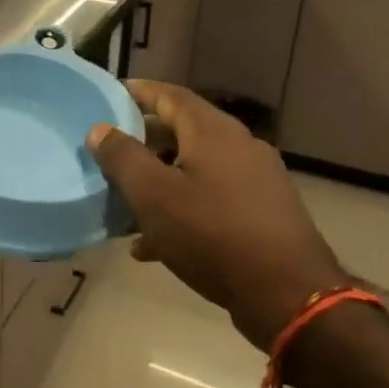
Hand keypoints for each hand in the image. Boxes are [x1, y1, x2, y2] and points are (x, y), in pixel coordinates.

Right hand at [87, 79, 344, 351]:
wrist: (287, 295)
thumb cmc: (211, 234)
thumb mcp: (152, 195)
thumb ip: (122, 157)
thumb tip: (101, 129)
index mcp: (213, 132)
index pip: (170, 95)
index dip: (137, 92)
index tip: (108, 95)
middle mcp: (239, 146)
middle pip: (182, 131)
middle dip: (143, 142)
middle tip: (109, 153)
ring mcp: (256, 180)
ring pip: (194, 169)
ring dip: (159, 181)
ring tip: (126, 203)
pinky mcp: (263, 213)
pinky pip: (211, 198)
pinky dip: (181, 208)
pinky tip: (154, 244)